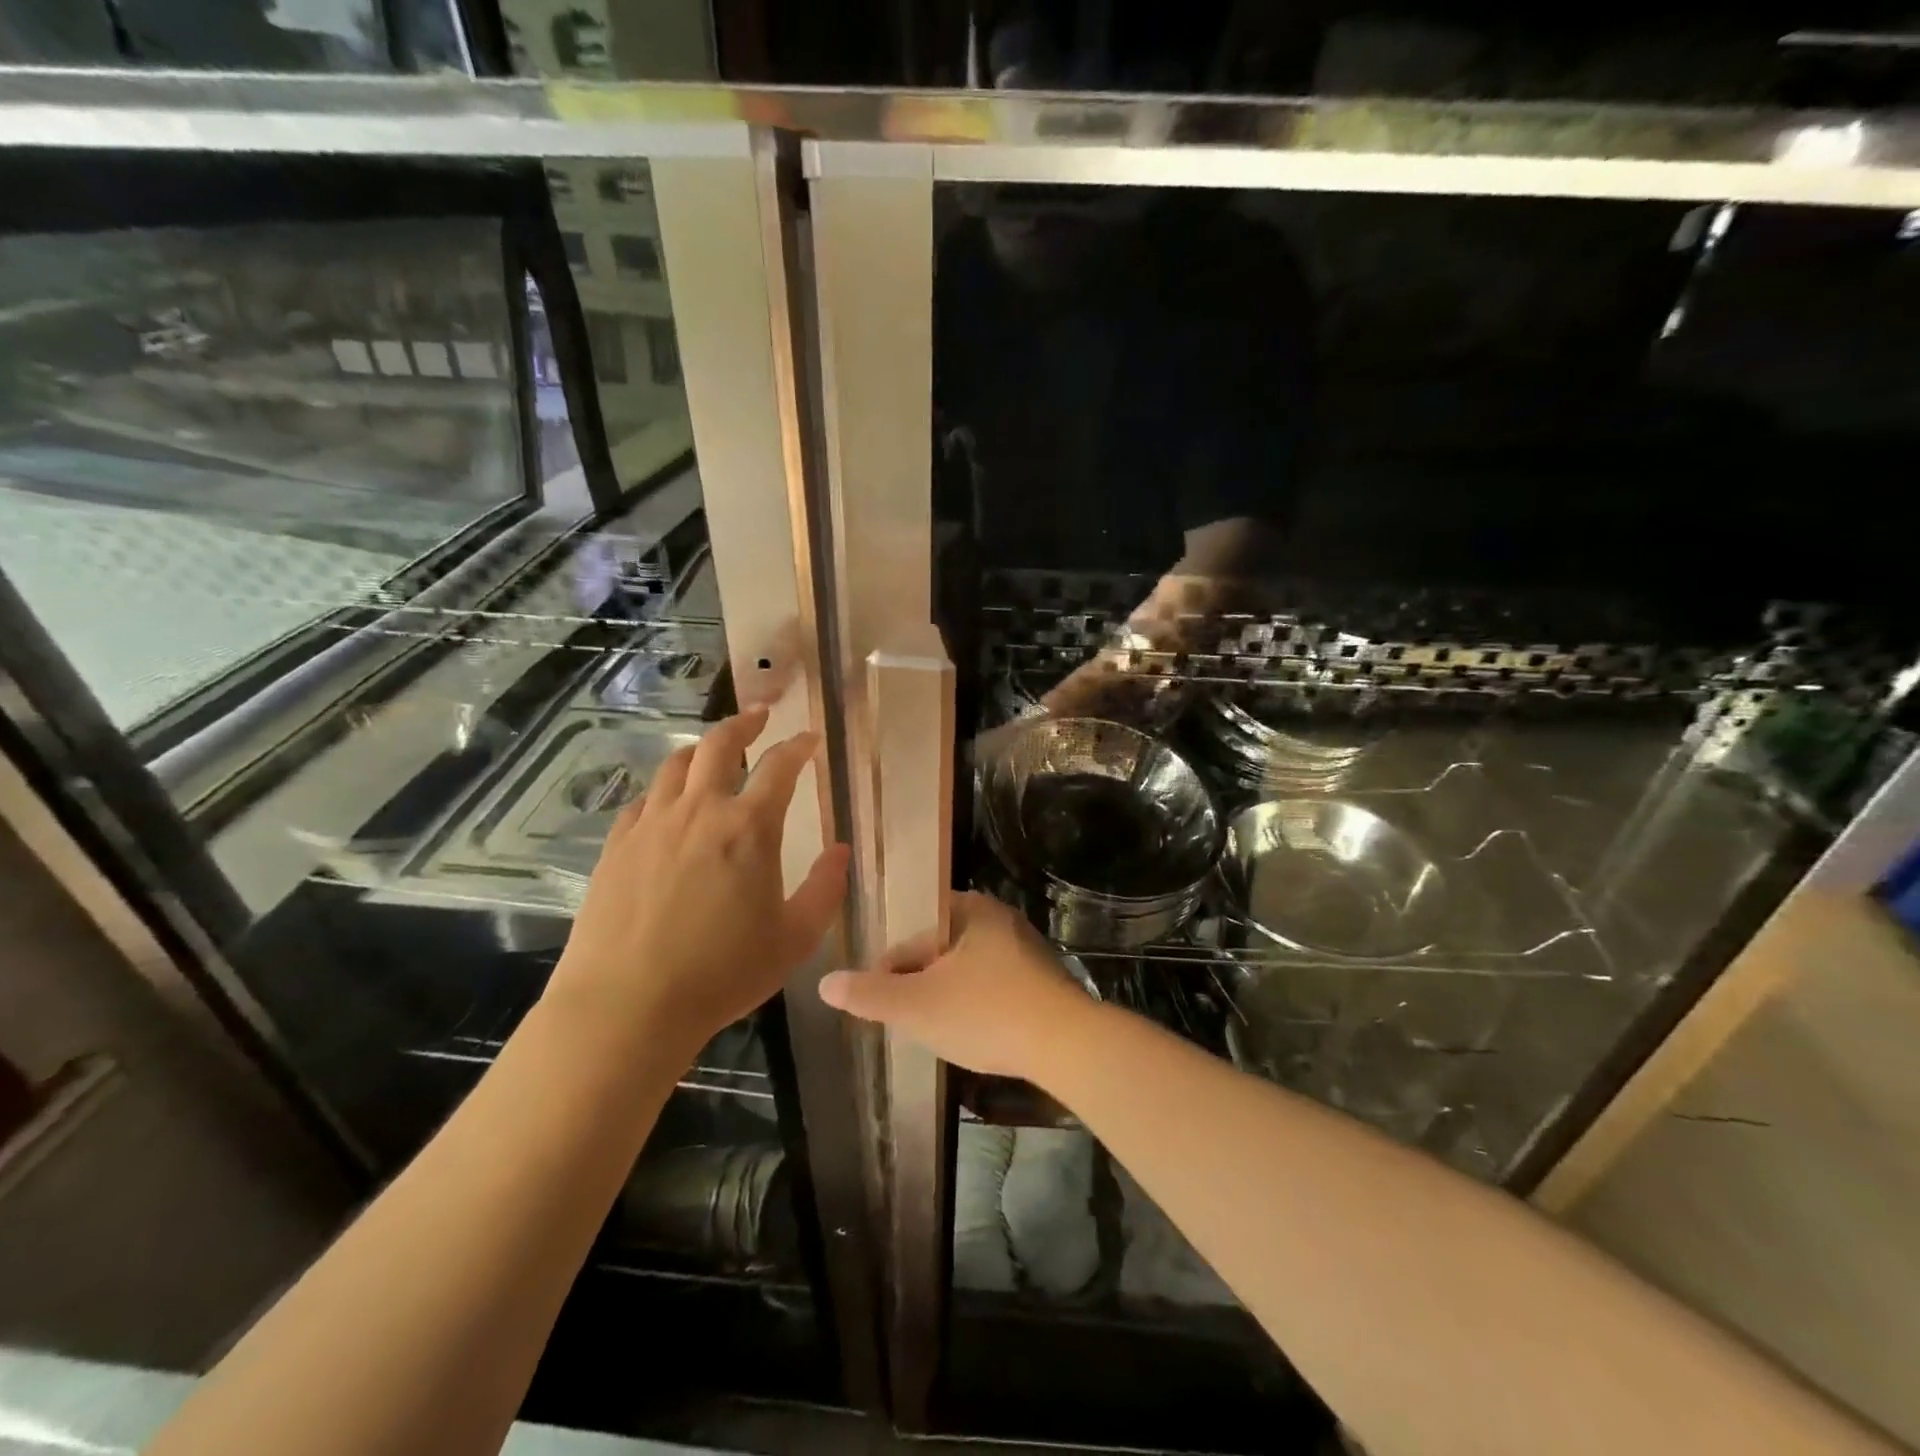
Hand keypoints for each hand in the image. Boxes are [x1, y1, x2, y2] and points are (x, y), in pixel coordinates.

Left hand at [546, 707, 848, 1059]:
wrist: (626, 1006)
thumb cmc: (722, 974)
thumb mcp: (794, 938)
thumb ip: (825, 889)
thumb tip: (840, 850)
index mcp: (749, 828)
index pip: (780, 767)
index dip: (798, 747)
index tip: (809, 739)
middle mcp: (700, 811)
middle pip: (720, 745)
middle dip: (745, 723)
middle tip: (760, 716)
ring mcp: (652, 825)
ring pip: (676, 765)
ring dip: (701, 749)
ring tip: (713, 751)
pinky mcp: (617, 846)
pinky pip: (643, 800)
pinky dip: (664, 789)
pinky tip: (667, 802)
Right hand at [818, 891, 1099, 1080]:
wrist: (1068, 1045)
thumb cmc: (986, 1014)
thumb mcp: (917, 1006)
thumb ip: (869, 995)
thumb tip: (825, 982)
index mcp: (970, 910)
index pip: (911, 938)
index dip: (889, 972)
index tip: (881, 1006)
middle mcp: (999, 919)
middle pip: (939, 952)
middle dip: (920, 984)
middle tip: (908, 1021)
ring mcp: (1026, 949)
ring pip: (967, 971)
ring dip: (948, 996)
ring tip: (938, 1031)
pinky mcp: (1044, 980)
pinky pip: (995, 986)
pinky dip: (978, 1005)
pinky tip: (975, 1034)